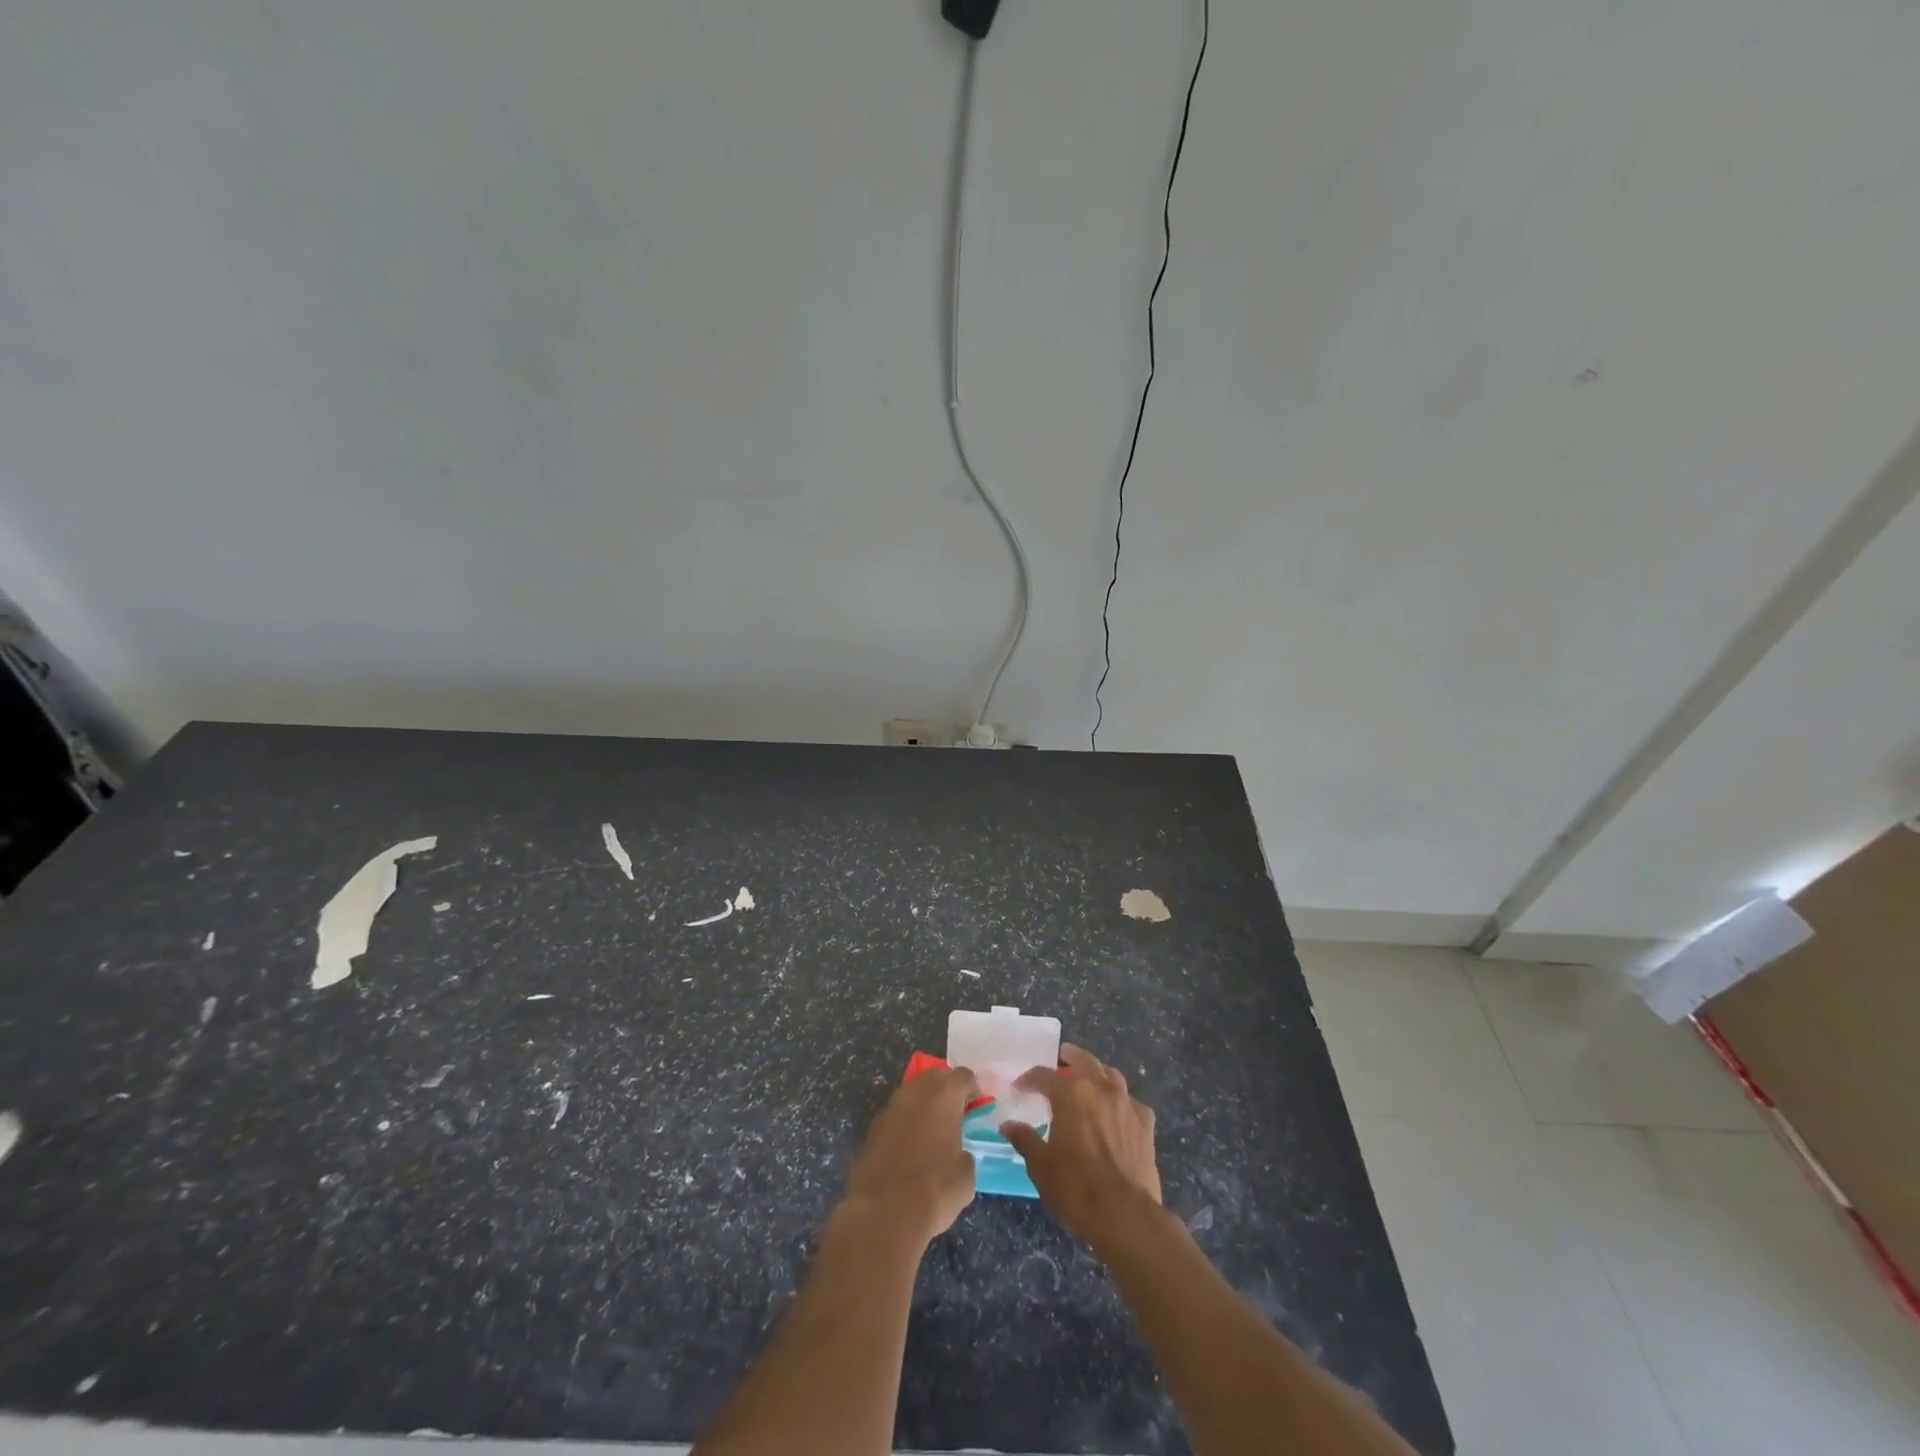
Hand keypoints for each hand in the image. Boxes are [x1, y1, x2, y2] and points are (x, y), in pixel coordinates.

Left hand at [840, 1067, 979, 1249]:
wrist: (883, 1213)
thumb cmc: (935, 1190)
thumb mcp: (966, 1176)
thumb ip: (965, 1152)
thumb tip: (957, 1153)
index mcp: (943, 1095)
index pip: (963, 1075)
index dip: (973, 1089)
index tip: (976, 1107)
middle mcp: (915, 1092)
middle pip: (935, 1076)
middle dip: (946, 1089)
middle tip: (954, 1114)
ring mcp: (890, 1107)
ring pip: (912, 1094)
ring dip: (924, 1105)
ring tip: (932, 1132)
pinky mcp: (873, 1127)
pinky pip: (896, 1114)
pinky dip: (905, 1123)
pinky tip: (909, 1148)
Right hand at [1002, 1044, 1162, 1251]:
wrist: (1126, 1215)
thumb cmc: (1076, 1188)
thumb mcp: (1041, 1166)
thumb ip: (1025, 1139)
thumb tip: (1008, 1125)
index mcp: (1070, 1094)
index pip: (1044, 1075)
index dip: (1030, 1078)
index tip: (1020, 1085)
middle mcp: (1099, 1089)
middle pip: (1084, 1060)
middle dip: (1070, 1057)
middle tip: (1061, 1058)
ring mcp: (1126, 1104)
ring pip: (1111, 1075)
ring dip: (1098, 1073)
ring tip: (1090, 1080)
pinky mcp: (1146, 1124)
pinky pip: (1132, 1102)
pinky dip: (1122, 1102)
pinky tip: (1118, 1114)